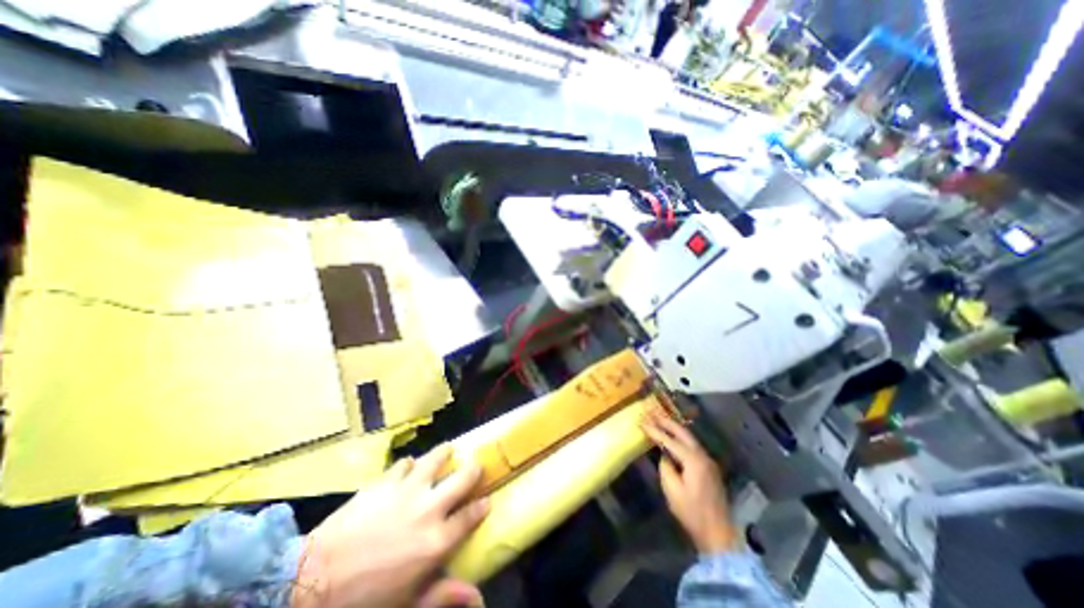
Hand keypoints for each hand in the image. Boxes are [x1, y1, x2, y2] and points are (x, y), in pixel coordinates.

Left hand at [292, 442, 487, 607]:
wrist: (310, 584)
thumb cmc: (363, 601)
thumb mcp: (407, 604)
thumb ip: (443, 595)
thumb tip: (479, 598)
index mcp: (436, 541)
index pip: (470, 517)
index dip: (482, 506)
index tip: (487, 500)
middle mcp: (429, 508)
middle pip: (462, 478)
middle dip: (474, 470)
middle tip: (476, 466)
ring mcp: (407, 490)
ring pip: (435, 460)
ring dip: (444, 454)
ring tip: (449, 450)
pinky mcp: (385, 482)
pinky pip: (404, 464)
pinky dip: (409, 464)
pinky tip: (408, 466)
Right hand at [641, 409, 736, 556]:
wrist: (719, 533)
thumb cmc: (692, 513)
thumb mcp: (672, 491)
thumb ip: (665, 468)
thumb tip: (664, 455)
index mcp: (693, 460)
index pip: (669, 440)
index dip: (654, 430)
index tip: (641, 421)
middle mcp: (702, 455)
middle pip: (682, 432)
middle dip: (665, 420)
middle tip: (651, 411)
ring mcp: (707, 460)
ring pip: (688, 436)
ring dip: (673, 426)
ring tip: (659, 418)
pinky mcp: (708, 466)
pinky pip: (692, 445)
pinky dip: (680, 437)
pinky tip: (672, 435)